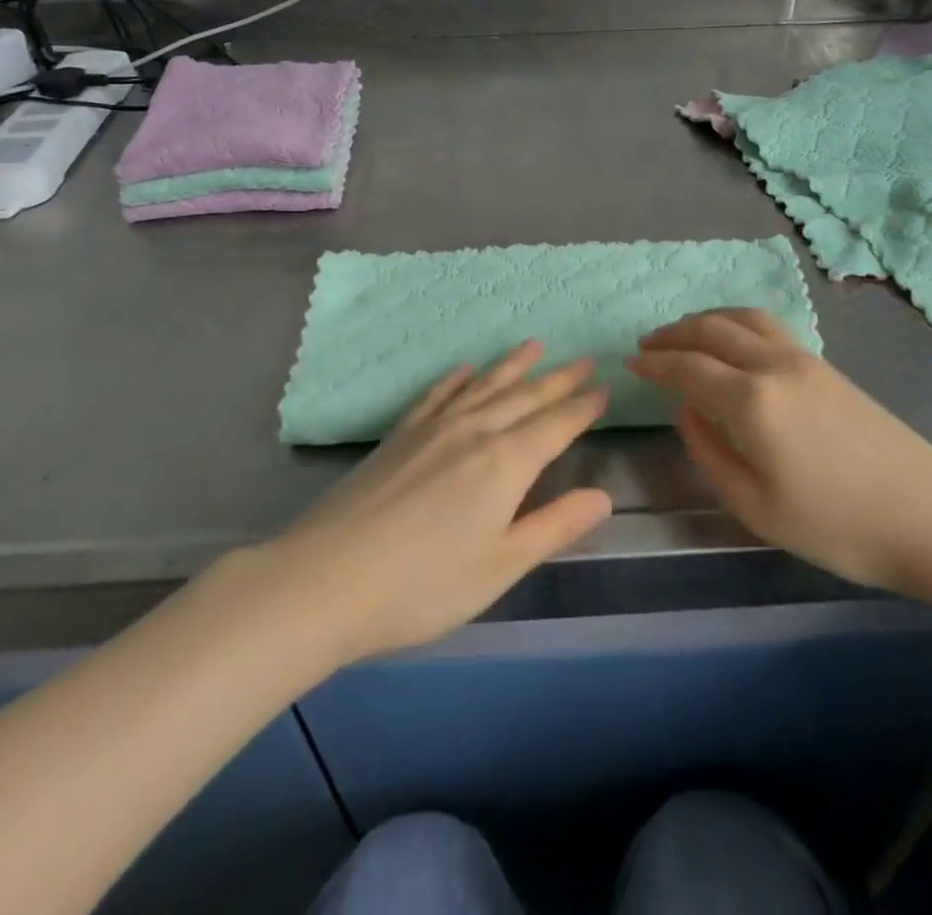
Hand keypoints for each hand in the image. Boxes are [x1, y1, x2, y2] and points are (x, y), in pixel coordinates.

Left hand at [270, 344, 611, 662]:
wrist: (327, 580)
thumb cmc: (424, 585)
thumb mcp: (501, 566)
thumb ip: (554, 526)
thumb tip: (603, 496)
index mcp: (505, 463)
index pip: (556, 425)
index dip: (583, 406)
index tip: (604, 385)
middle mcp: (473, 431)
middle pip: (525, 397)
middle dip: (558, 379)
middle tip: (584, 359)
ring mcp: (432, 429)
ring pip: (484, 386)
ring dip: (512, 366)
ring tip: (534, 345)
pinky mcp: (399, 436)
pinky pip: (437, 395)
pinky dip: (456, 379)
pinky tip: (464, 370)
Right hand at [628, 308, 931, 594]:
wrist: (929, 517)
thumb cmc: (836, 526)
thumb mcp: (755, 507)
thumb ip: (709, 452)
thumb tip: (685, 410)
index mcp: (752, 402)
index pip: (687, 368)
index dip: (654, 364)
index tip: (629, 364)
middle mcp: (774, 366)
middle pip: (711, 331)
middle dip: (673, 334)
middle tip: (647, 345)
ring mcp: (804, 359)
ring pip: (742, 319)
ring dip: (705, 320)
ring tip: (683, 334)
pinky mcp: (825, 364)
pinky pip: (768, 326)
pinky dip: (736, 322)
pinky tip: (731, 339)